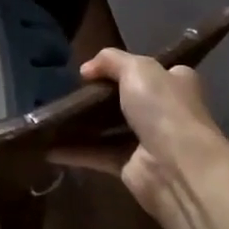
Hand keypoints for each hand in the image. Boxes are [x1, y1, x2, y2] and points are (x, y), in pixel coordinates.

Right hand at [51, 49, 228, 218]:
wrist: (178, 168)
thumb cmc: (163, 108)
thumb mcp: (137, 68)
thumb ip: (110, 60)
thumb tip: (86, 69)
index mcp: (176, 82)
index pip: (152, 69)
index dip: (126, 66)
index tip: (96, 67)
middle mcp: (165, 111)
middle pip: (127, 98)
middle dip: (100, 96)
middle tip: (69, 89)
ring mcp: (148, 141)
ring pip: (110, 128)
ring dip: (85, 124)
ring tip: (54, 113)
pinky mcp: (130, 167)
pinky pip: (98, 154)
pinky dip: (76, 151)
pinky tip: (49, 145)